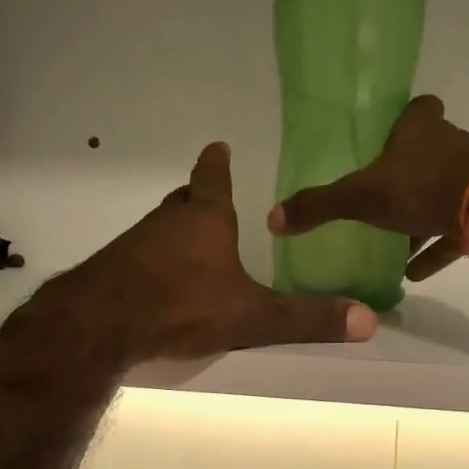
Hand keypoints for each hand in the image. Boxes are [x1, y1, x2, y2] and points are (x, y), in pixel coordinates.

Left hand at [47, 142, 376, 363]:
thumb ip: (304, 318)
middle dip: (199, 200)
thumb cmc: (182, 304)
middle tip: (213, 205)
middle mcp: (167, 222)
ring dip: (177, 234)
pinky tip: (162, 285)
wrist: (100, 323)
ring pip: (161, 229)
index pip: (212, 178)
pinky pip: (140, 256)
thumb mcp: (250, 315)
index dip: (217, 163)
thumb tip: (367, 320)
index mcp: (205, 218)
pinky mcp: (113, 269)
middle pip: (185, 201)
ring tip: (194, 251)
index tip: (218, 146)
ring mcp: (135, 244)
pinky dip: (155, 262)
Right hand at [267, 95, 468, 281]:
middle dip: (408, 170)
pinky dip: (435, 247)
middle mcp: (449, 146)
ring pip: (442, 191)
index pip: (418, 107)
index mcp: (419, 130)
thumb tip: (272, 218)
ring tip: (394, 242)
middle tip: (382, 192)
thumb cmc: (421, 188)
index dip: (407, 117)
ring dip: (421, 213)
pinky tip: (414, 272)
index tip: (390, 133)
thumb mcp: (360, 197)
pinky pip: (454, 229)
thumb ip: (319, 206)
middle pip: (429, 151)